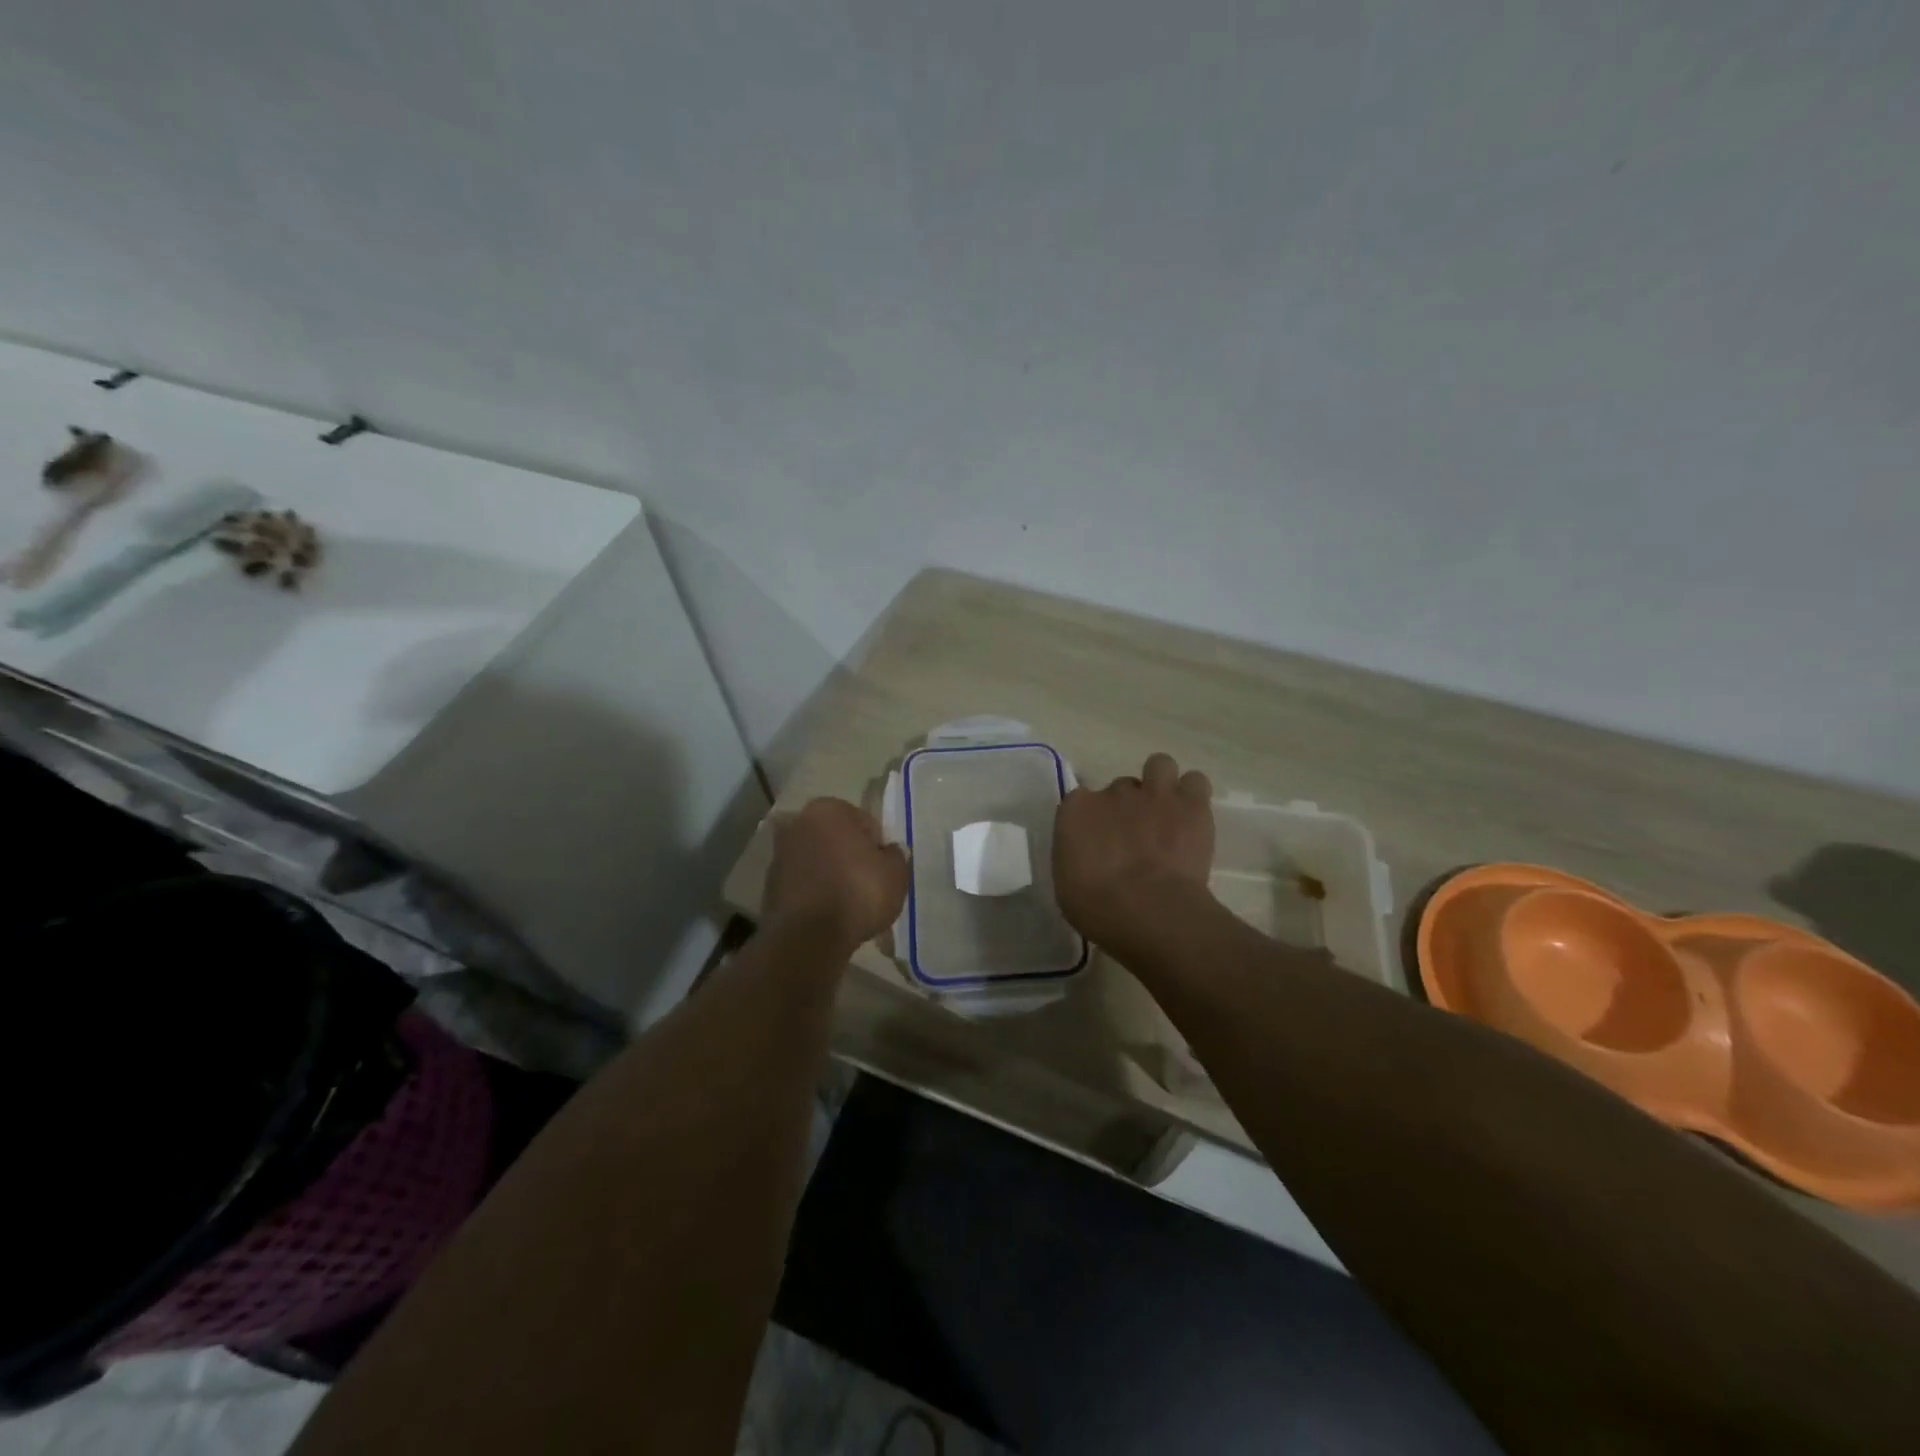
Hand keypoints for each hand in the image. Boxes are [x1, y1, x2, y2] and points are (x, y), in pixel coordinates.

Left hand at [764, 798, 909, 950]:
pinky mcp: (769, 885)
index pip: (864, 822)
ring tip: (848, 902)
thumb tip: (891, 851)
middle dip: (849, 856)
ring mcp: (779, 854)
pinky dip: (814, 892)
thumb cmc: (858, 893)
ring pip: (816, 860)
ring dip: (830, 873)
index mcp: (829, 809)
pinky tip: (829, 913)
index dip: (877, 846)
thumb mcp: (895, 874)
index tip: (883, 868)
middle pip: (835, 838)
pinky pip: (803, 883)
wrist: (809, 936)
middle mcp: (798, 823)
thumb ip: (896, 857)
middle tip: (867, 883)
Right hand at [1054, 752, 1214, 946]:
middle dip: (1128, 808)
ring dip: (1162, 783)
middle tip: (1137, 836)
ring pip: (1159, 765)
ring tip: (1166, 810)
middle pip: (1121, 789)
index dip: (1093, 820)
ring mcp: (1154, 794)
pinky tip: (1192, 816)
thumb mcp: (1067, 883)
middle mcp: (1113, 792)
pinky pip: (1195, 782)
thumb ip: (1076, 855)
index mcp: (1076, 810)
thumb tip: (1088, 855)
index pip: (1080, 801)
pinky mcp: (1191, 804)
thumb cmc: (1097, 907)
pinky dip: (1194, 795)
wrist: (1149, 911)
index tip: (1099, 842)